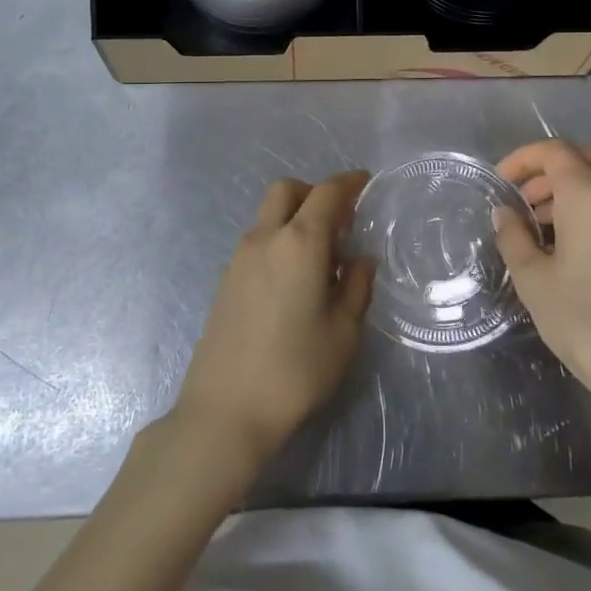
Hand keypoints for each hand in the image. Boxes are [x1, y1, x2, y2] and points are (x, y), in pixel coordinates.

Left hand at [174, 171, 374, 467]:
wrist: (227, 408)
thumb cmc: (296, 369)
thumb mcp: (343, 332)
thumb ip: (357, 287)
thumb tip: (361, 260)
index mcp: (300, 242)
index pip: (326, 193)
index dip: (348, 183)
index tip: (364, 182)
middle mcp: (265, 239)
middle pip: (286, 191)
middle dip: (313, 192)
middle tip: (338, 220)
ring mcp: (239, 258)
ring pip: (268, 216)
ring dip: (294, 218)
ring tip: (320, 256)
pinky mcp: (225, 280)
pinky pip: (257, 242)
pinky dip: (278, 241)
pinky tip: (292, 279)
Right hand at [494, 140, 590, 442]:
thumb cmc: (586, 324)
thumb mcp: (534, 281)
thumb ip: (514, 238)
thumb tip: (506, 214)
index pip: (556, 152)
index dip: (524, 159)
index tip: (502, 183)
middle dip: (557, 166)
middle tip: (531, 198)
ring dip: (579, 189)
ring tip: (548, 229)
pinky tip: (580, 252)